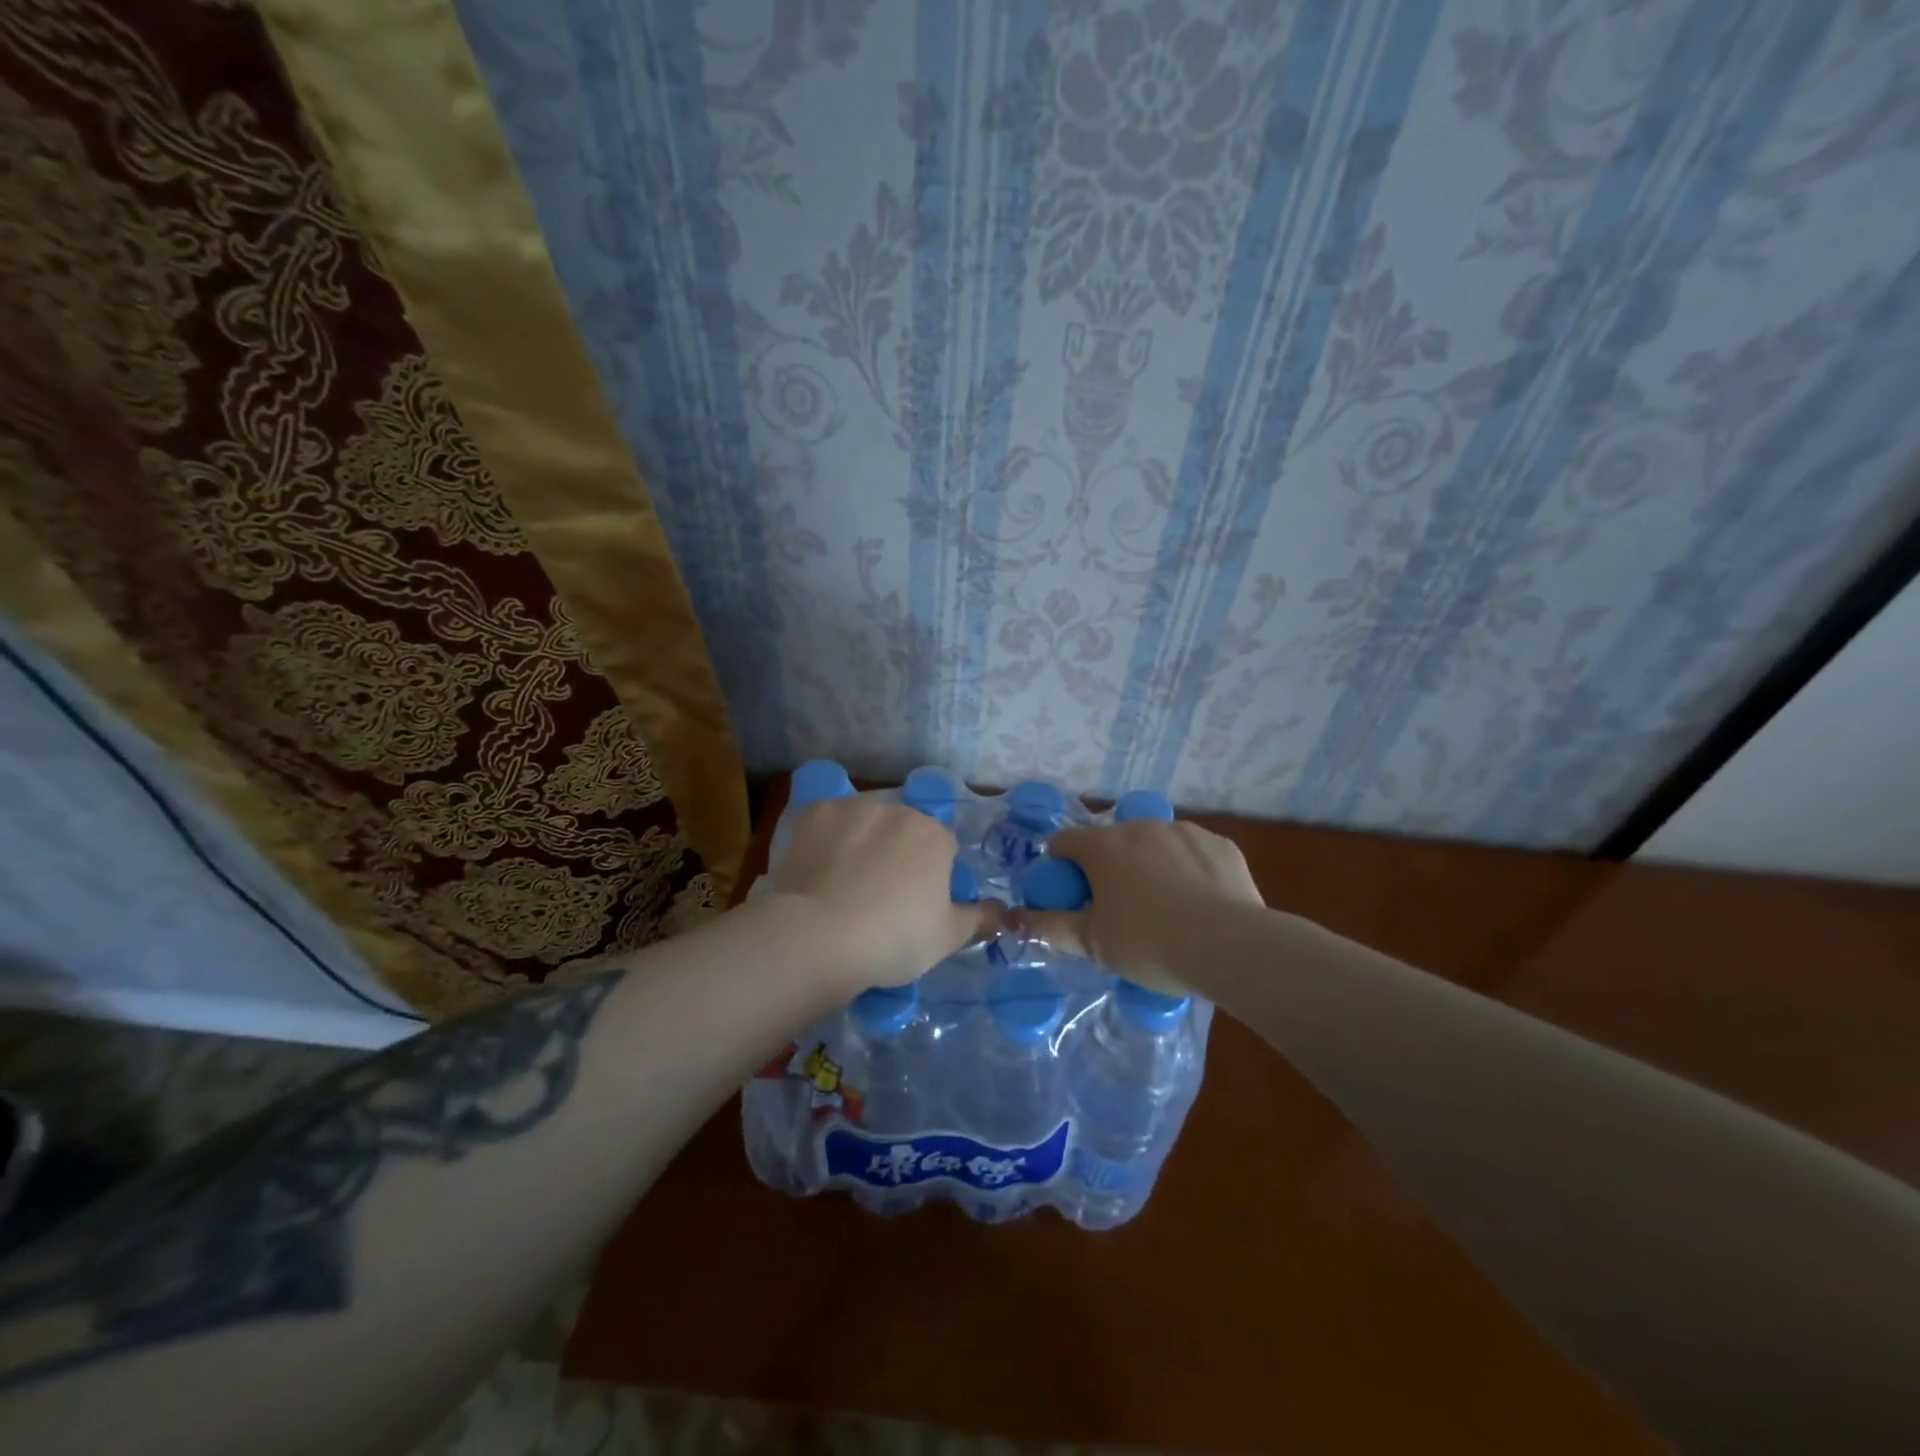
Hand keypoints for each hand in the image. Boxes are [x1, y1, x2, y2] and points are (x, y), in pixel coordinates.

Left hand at [765, 796, 1001, 990]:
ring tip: (843, 886)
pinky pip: (829, 824)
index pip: (943, 849)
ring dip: (862, 844)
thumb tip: (1002, 912)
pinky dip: (827, 841)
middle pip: (903, 831)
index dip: (932, 877)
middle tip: (879, 898)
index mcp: (934, 836)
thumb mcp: (948, 938)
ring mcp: (853, 808)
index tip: (915, 906)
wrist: (819, 936)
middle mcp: (897, 810)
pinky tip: (818, 871)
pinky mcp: (815, 813)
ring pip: (866, 823)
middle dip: (897, 855)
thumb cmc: (894, 939)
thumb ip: (979, 919)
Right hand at [1018, 819, 1263, 992]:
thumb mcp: (1092, 944)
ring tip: (1166, 907)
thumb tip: (1017, 918)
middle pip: (1112, 842)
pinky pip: (1193, 853)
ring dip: (1150, 864)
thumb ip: (1051, 927)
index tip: (1071, 893)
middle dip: (1110, 867)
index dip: (1061, 865)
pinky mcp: (1220, 844)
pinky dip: (1189, 869)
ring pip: (1155, 844)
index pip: (1065, 842)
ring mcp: (1183, 831)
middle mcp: (1140, 827)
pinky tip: (1200, 902)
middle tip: (1119, 907)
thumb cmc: (1148, 944)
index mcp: (1103, 847)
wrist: (1229, 946)